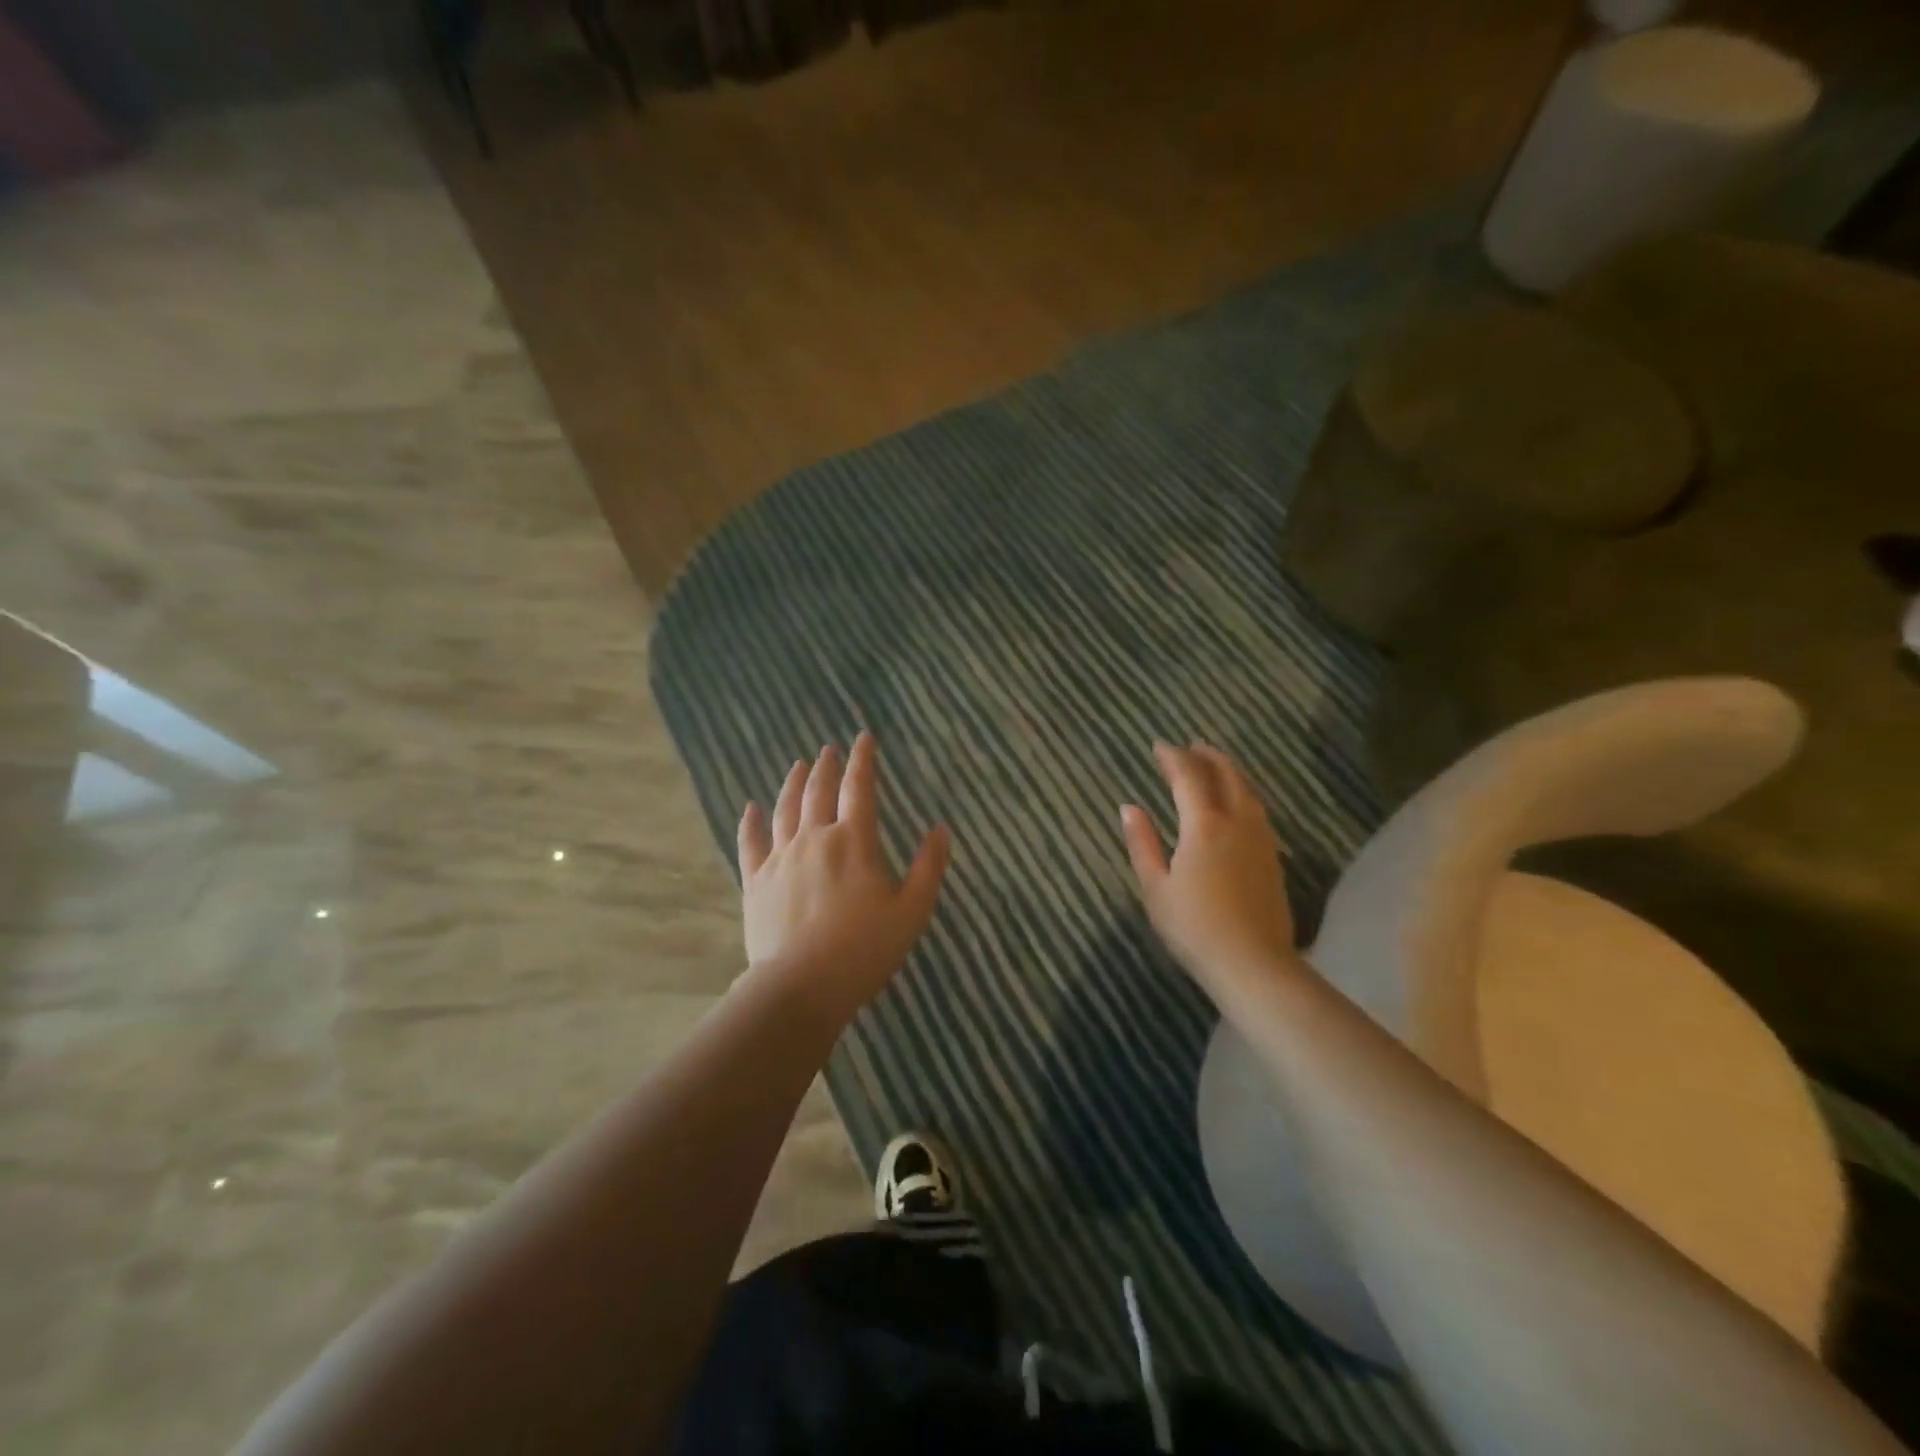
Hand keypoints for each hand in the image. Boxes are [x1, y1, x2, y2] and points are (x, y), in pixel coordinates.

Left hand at [738, 732, 949, 1027]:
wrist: (801, 987)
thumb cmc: (864, 950)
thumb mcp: (912, 911)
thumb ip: (929, 867)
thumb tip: (941, 829)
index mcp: (854, 842)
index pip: (860, 788)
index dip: (863, 760)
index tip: (864, 738)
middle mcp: (814, 839)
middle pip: (818, 792)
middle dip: (826, 767)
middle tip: (829, 749)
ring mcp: (780, 859)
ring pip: (785, 809)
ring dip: (792, 783)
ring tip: (797, 765)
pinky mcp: (755, 882)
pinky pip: (750, 842)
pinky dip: (750, 822)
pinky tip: (750, 808)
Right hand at [1121, 742, 1301, 1003]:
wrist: (1253, 963)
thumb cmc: (1193, 927)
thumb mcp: (1154, 887)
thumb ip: (1142, 843)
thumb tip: (1129, 807)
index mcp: (1204, 825)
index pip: (1188, 777)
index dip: (1172, 758)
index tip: (1158, 746)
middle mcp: (1236, 823)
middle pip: (1226, 776)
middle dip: (1207, 757)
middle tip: (1191, 746)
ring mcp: (1260, 840)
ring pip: (1247, 792)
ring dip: (1229, 772)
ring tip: (1215, 766)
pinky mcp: (1273, 858)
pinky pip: (1257, 811)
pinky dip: (1242, 794)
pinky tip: (1236, 805)